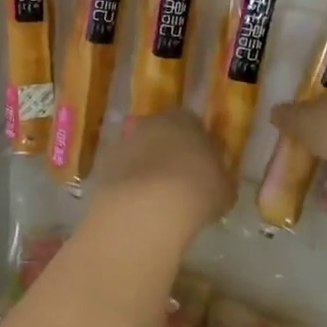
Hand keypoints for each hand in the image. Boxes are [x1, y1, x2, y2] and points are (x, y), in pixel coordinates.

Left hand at [91, 111, 233, 238]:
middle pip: (161, 135)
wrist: (149, 206)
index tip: (201, 170)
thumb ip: (219, 180)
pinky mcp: (102, 164)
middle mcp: (152, 122)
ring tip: (154, 200)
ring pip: (137, 152)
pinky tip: (135, 206)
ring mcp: (124, 141)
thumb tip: (216, 183)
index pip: (193, 126)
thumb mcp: (224, 190)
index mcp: (186, 120)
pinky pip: (119, 172)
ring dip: (144, 169)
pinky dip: (126, 185)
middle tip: (177, 183)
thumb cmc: (197, 191)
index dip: (197, 148)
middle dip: (167, 154)